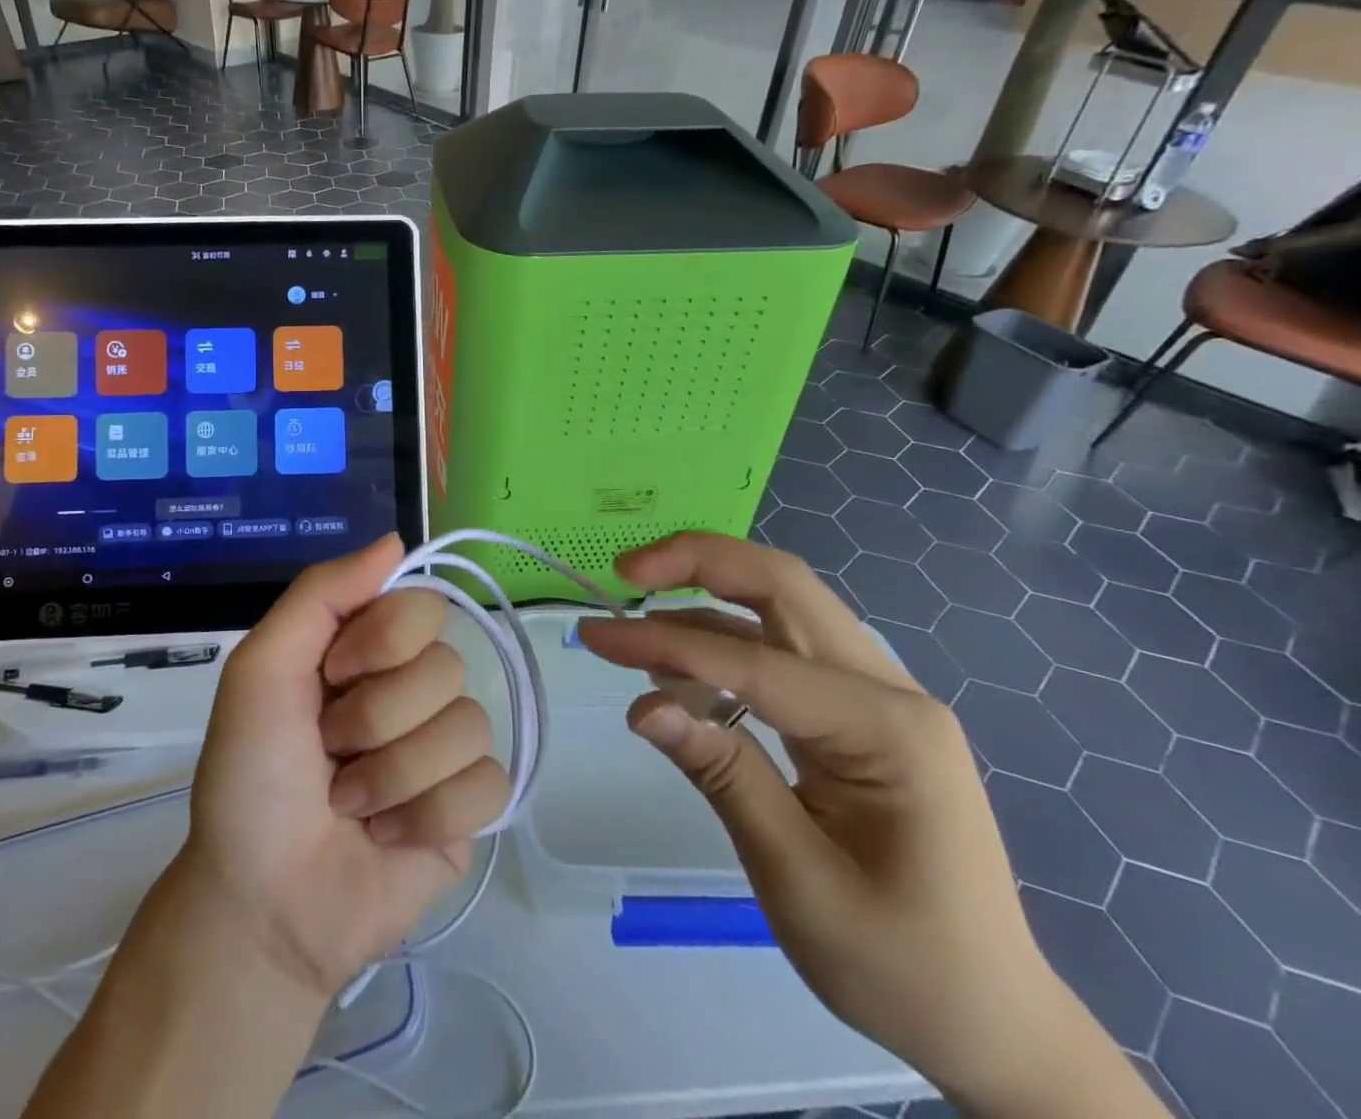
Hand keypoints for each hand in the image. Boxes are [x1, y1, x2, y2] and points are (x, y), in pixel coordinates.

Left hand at [173, 535, 509, 999]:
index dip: (383, 641)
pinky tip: (388, 837)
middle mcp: (412, 687)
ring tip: (350, 804)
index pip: (422, 605)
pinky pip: (488, 785)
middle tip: (329, 753)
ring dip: (392, 776)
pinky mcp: (469, 808)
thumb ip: (321, 593)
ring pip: (468, 726)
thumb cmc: (251, 778)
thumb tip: (397, 540)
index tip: (334, 675)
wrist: (262, 904)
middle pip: (446, 667)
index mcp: (368, 650)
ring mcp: (445, 747)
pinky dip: (426, 817)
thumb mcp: (261, 669)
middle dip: (375, 719)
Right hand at [579, 532, 1165, 1117]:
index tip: (593, 635)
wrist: (993, 1023)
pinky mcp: (858, 713)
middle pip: (784, 587)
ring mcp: (878, 696)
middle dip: (700, 562)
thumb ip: (723, 776)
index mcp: (887, 729)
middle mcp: (889, 690)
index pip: (755, 661)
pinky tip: (679, 664)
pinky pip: (784, 650)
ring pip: (783, 607)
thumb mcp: (799, 881)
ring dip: (707, 595)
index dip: (665, 643)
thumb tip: (642, 706)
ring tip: (636, 619)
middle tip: (627, 570)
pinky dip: (725, 641)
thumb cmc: (901, 966)